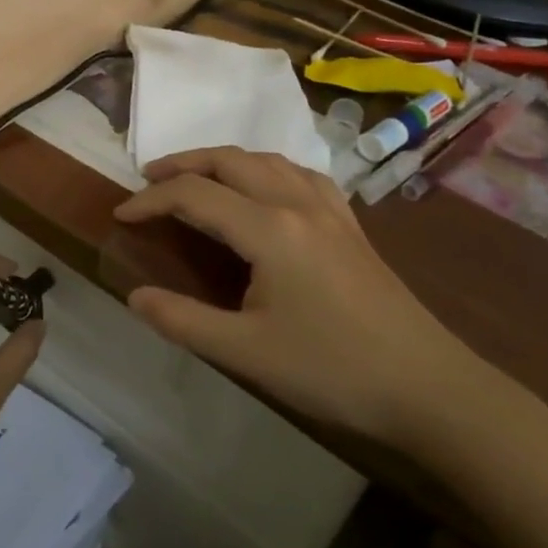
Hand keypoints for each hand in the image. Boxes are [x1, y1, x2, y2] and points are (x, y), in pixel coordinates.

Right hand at [113, 147, 490, 449]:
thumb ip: (183, 320)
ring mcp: (330, 210)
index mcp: (270, 229)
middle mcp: (297, 203)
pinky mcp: (350, 225)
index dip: (151, 201)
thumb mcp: (246, 353)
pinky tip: (265, 189)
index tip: (120, 216)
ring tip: (197, 178)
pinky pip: (300, 174)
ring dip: (224, 161)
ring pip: (267, 160)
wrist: (427, 387)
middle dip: (184, 164)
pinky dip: (267, 169)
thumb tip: (134, 296)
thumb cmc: (331, 370)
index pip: (195, 195)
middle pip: (230, 161)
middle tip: (149, 181)